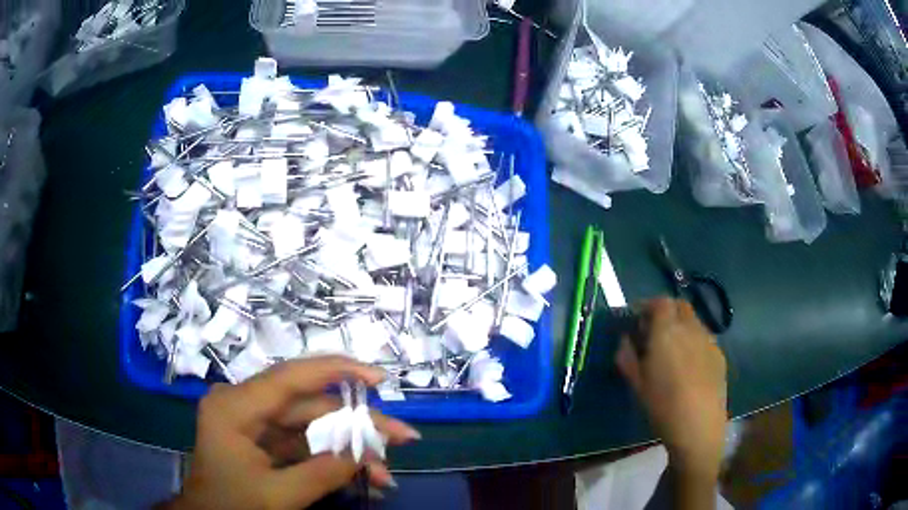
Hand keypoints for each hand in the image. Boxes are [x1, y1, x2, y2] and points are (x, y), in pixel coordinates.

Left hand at [166, 355, 420, 509]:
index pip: (290, 377)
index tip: (379, 377)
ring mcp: (254, 422)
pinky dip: (333, 459)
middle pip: (309, 405)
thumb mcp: (277, 496)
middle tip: (403, 438)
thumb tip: (368, 451)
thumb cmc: (230, 506)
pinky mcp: (263, 440)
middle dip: (357, 425)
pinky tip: (363, 477)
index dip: (338, 371)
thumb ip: (323, 473)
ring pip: (312, 426)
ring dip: (349, 448)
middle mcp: (245, 404)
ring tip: (386, 472)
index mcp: (235, 407)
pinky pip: (304, 443)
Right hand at [615, 298, 727, 479]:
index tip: (637, 321)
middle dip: (666, 312)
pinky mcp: (719, 355)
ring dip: (681, 326)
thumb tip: (625, 340)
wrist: (699, 427)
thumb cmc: (662, 406)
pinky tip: (689, 366)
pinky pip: (704, 338)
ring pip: (694, 321)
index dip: (647, 306)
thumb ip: (627, 357)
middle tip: (654, 332)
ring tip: (672, 350)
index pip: (659, 302)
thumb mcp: (637, 384)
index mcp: (667, 331)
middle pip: (680, 306)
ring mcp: (709, 340)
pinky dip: (694, 342)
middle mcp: (690, 328)